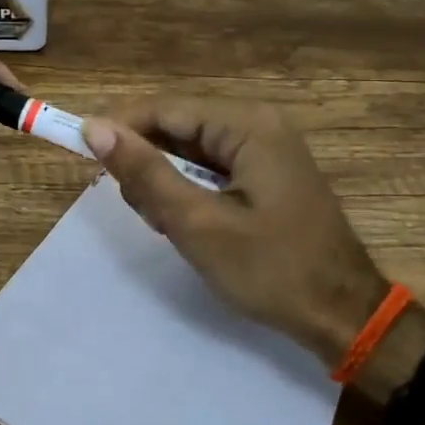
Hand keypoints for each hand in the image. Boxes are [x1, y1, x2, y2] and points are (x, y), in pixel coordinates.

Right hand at [83, 99, 384, 369]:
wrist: (343, 316)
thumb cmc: (271, 269)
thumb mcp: (197, 224)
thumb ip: (145, 173)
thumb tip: (94, 128)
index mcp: (248, 125)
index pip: (165, 108)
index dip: (120, 126)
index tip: (82, 153)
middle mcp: (258, 124)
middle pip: (177, 126)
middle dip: (148, 162)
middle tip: (141, 210)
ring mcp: (266, 148)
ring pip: (190, 149)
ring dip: (166, 181)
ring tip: (166, 225)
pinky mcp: (266, 173)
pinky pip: (211, 168)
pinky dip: (189, 191)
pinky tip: (186, 223)